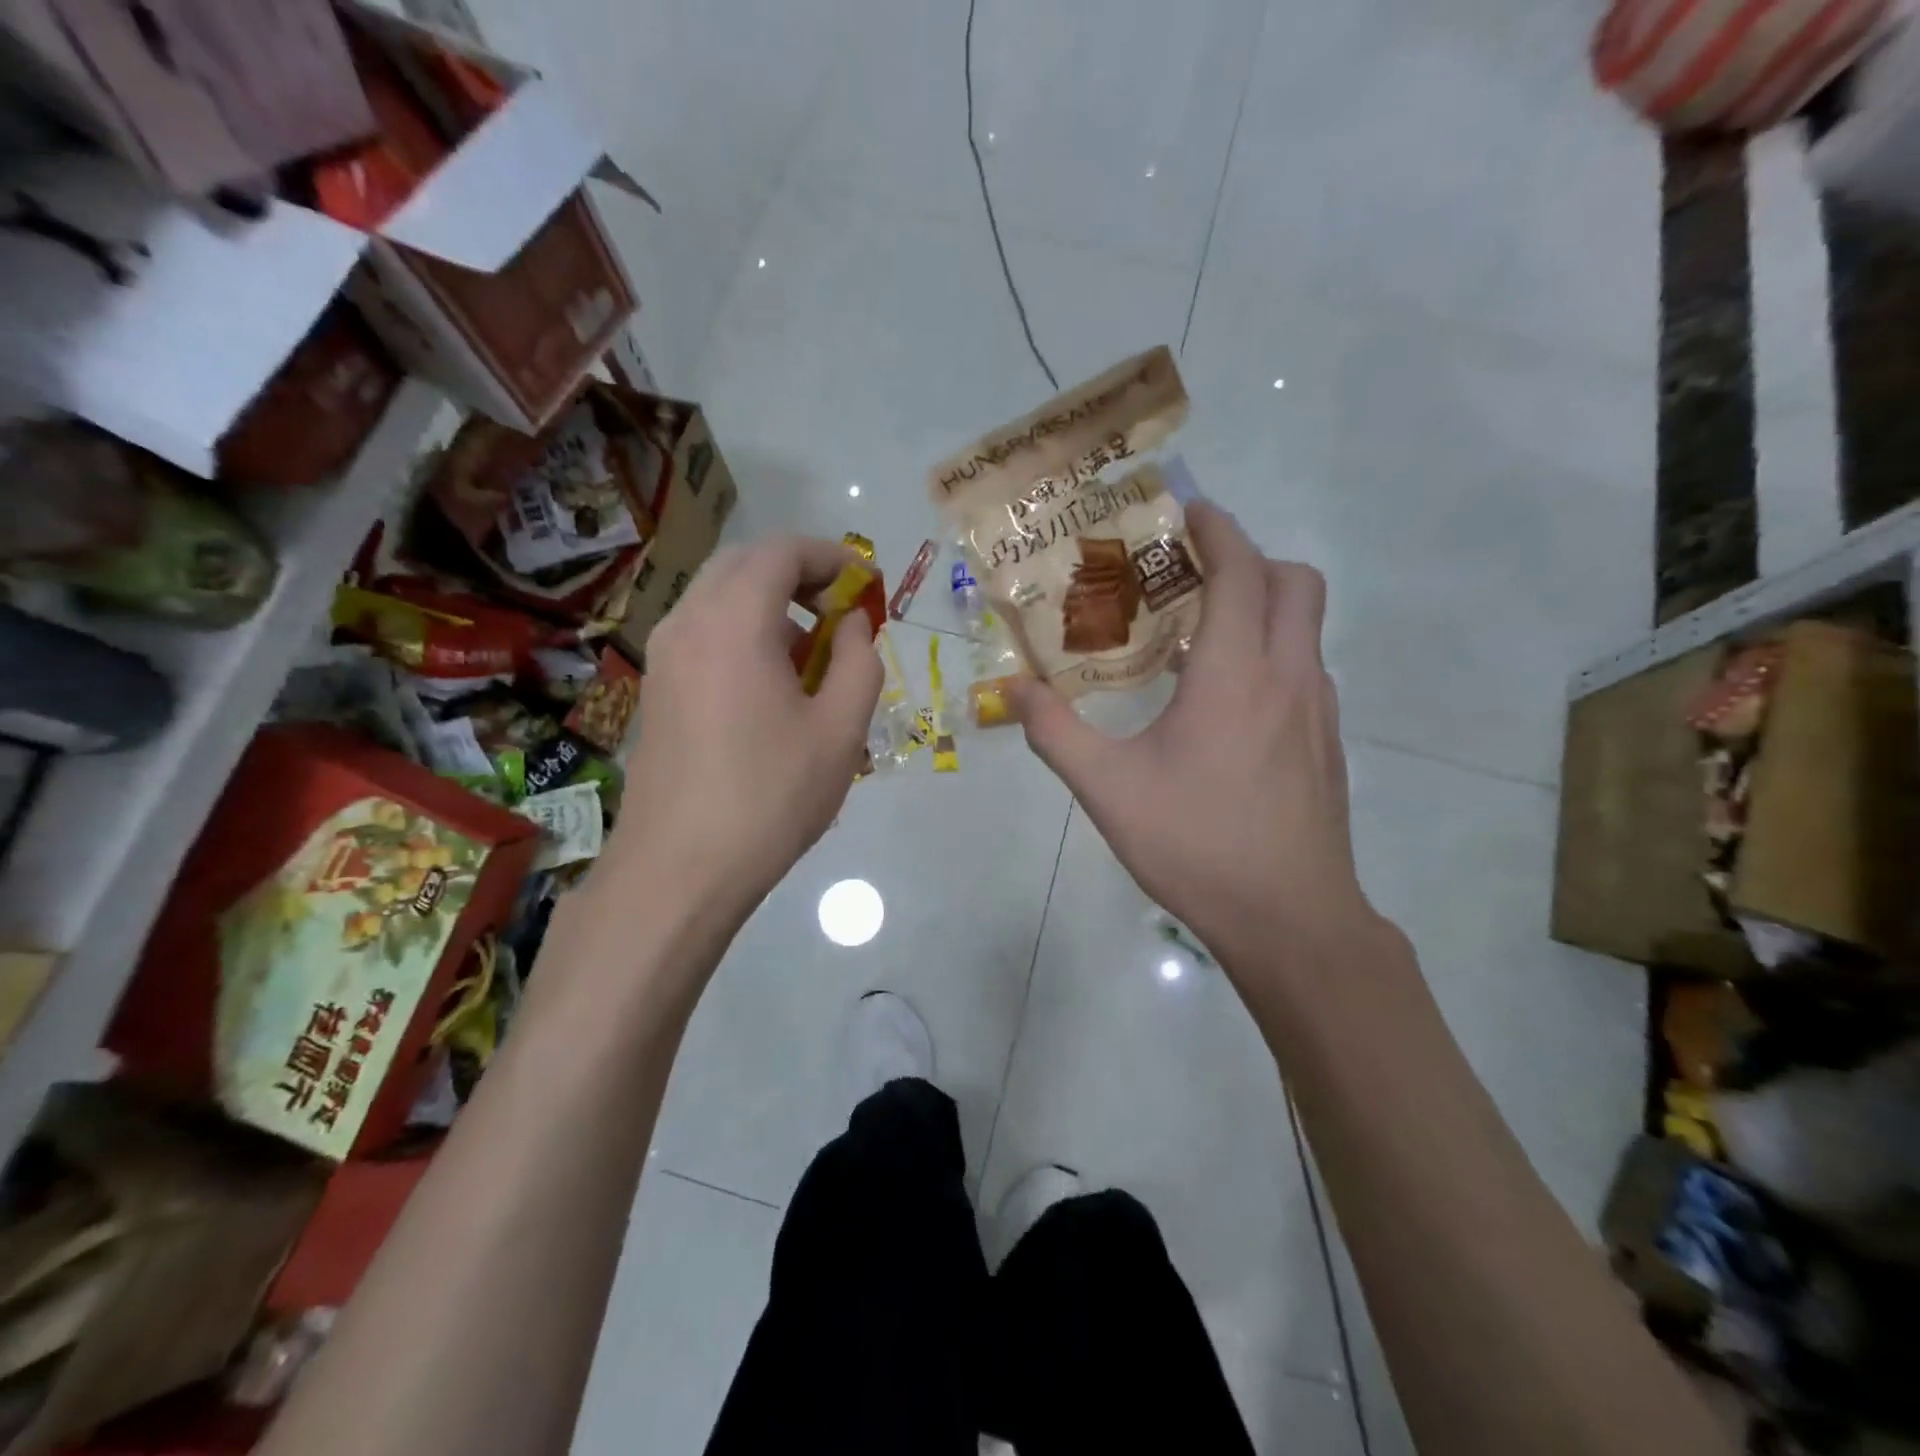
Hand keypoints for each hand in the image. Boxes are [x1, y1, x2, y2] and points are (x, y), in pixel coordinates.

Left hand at [606, 537, 881, 927]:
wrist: (681, 870)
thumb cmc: (771, 797)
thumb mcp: (841, 730)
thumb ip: (858, 662)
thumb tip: (851, 624)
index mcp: (733, 623)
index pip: (780, 552)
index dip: (830, 556)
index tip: (865, 583)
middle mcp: (687, 624)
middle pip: (744, 565)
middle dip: (798, 574)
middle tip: (840, 610)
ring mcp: (663, 657)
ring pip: (719, 599)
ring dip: (769, 605)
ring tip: (811, 652)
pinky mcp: (656, 689)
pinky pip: (703, 634)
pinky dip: (743, 633)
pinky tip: (771, 684)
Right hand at [1010, 503, 1374, 976]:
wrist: (1291, 920)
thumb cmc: (1197, 846)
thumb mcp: (1108, 790)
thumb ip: (1055, 733)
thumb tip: (1011, 690)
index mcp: (1236, 674)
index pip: (1241, 571)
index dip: (1218, 530)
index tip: (1188, 511)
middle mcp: (1289, 676)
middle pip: (1295, 582)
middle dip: (1250, 558)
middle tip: (1192, 573)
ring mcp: (1319, 711)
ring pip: (1306, 626)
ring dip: (1263, 606)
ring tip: (1199, 635)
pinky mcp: (1328, 743)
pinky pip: (1305, 670)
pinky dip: (1272, 652)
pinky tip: (1226, 702)